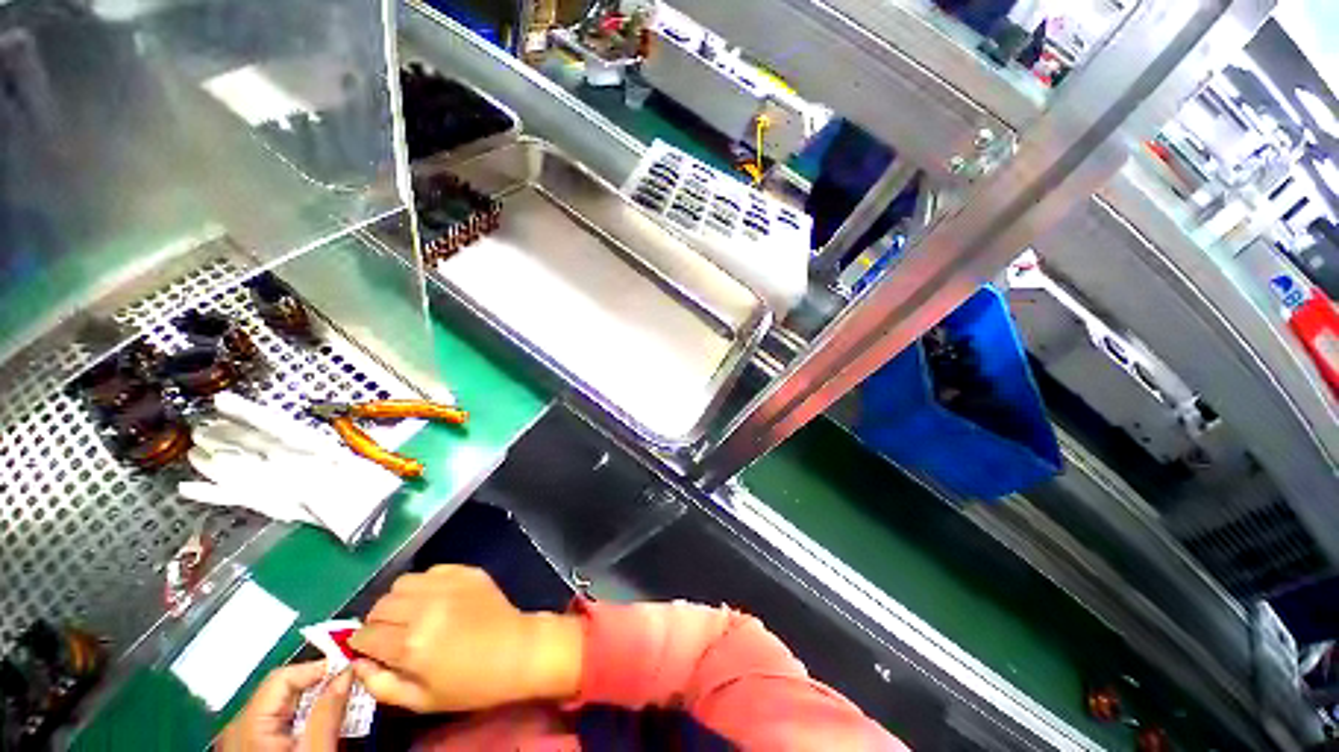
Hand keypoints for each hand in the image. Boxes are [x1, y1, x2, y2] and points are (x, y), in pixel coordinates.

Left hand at [216, 661, 351, 751]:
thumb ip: (328, 711)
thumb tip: (346, 672)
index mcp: (248, 724)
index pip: (283, 677)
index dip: (317, 669)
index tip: (350, 670)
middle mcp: (239, 726)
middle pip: (281, 690)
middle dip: (318, 686)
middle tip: (351, 687)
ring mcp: (241, 739)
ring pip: (281, 706)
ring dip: (313, 702)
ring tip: (341, 706)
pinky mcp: (250, 749)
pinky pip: (276, 722)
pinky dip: (302, 718)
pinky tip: (321, 725)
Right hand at [349, 565, 583, 712]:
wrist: (518, 650)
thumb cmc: (470, 684)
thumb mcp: (420, 701)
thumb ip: (380, 685)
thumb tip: (356, 662)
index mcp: (410, 644)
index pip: (365, 635)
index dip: (361, 645)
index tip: (368, 650)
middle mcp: (424, 608)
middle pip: (379, 606)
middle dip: (377, 622)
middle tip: (390, 634)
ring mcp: (448, 585)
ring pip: (401, 583)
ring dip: (397, 600)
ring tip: (410, 614)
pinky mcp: (466, 571)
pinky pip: (431, 571)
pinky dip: (424, 584)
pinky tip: (434, 600)